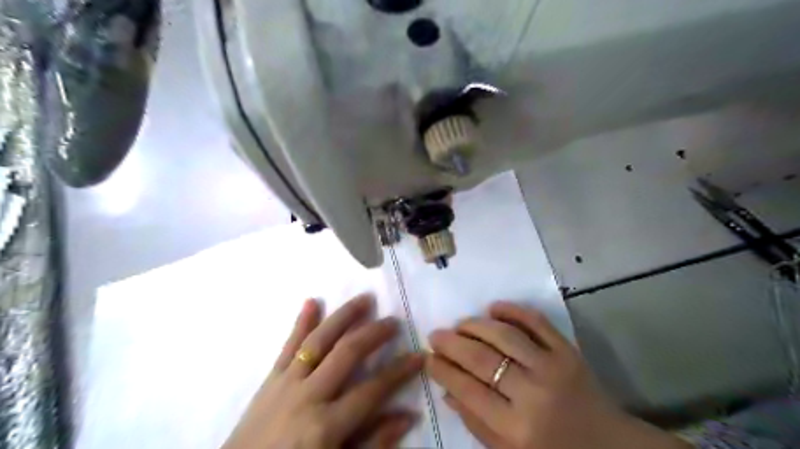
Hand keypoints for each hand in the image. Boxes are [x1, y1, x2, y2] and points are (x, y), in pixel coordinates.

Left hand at [222, 294, 424, 448]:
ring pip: (319, 340)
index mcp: (326, 424)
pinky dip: (300, 322)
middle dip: (374, 333)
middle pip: (347, 353)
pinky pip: (287, 345)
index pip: (373, 389)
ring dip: (343, 316)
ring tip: (364, 299)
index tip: (419, 355)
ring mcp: (287, 382)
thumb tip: (408, 415)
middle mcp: (308, 395)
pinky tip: (311, 301)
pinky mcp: (270, 378)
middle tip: (393, 320)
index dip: (399, 371)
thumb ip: (372, 443)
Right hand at [427, 302, 690, 448]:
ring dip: (476, 325)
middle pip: (482, 359)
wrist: (608, 445)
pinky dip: (513, 310)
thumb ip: (475, 423)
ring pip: (505, 335)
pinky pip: (536, 322)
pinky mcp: (568, 351)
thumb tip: (446, 388)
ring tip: (460, 324)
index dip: (443, 370)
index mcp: (516, 429)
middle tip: (436, 335)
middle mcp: (533, 395)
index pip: (467, 391)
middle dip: (452, 344)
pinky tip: (493, 308)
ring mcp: (553, 367)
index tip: (428, 357)